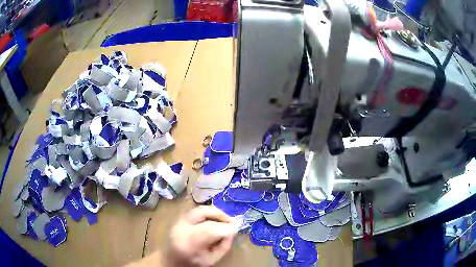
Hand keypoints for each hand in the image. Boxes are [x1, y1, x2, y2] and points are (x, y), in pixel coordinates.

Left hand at [167, 206, 237, 266]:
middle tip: (231, 221)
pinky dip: (208, 213)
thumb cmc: (192, 263)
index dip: (225, 227)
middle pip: (202, 213)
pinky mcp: (178, 218)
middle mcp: (180, 228)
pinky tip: (214, 220)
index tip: (236, 228)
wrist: (171, 260)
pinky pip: (196, 210)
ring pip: (199, 209)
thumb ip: (223, 246)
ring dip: (215, 212)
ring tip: (224, 219)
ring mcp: (177, 221)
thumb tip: (232, 230)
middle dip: (220, 215)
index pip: (209, 230)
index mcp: (188, 244)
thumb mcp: (211, 260)